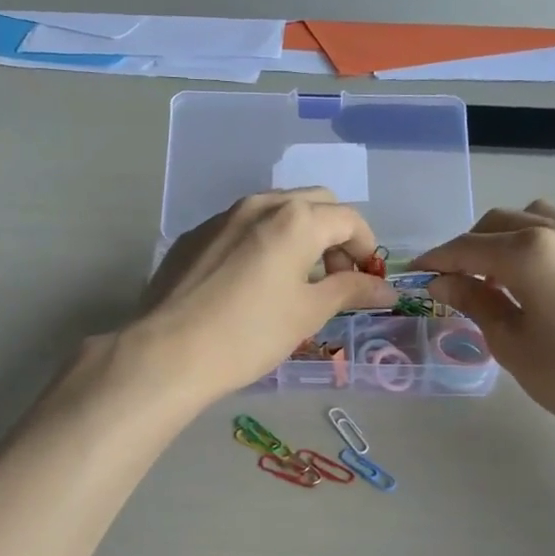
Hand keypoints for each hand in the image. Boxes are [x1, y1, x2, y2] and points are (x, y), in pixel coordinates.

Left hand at [135, 189, 396, 401]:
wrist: (168, 351)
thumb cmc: (250, 334)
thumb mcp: (308, 313)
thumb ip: (350, 291)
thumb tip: (385, 288)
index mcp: (296, 219)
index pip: (349, 219)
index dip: (366, 248)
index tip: (367, 281)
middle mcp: (260, 205)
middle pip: (314, 204)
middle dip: (334, 234)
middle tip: (335, 278)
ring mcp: (222, 216)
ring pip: (275, 211)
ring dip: (299, 235)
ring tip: (296, 280)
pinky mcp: (195, 235)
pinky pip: (242, 227)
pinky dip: (263, 242)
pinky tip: (252, 282)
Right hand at [415, 201, 554, 450]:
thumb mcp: (513, 344)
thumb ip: (475, 302)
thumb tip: (442, 281)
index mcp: (529, 252)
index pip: (467, 247)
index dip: (437, 259)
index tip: (415, 272)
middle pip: (498, 223)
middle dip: (468, 246)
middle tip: (453, 281)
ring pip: (533, 219)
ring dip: (504, 239)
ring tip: (496, 277)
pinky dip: (535, 245)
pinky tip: (535, 283)